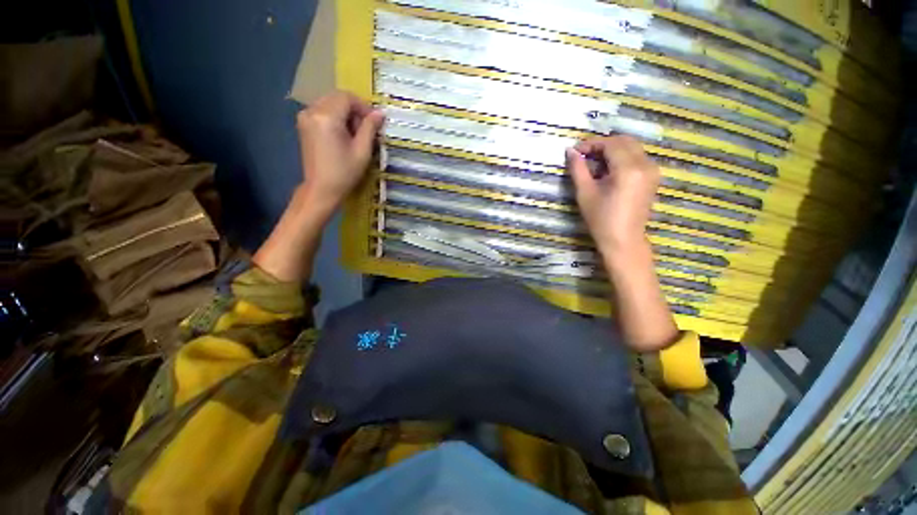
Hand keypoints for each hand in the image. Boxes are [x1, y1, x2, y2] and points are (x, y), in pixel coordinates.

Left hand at [296, 90, 385, 209]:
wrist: (321, 189)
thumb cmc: (344, 173)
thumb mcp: (362, 151)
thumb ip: (370, 128)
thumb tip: (380, 113)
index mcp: (327, 117)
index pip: (347, 97)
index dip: (363, 107)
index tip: (374, 123)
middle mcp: (312, 111)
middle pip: (337, 98)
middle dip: (354, 110)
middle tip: (365, 131)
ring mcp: (305, 117)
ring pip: (330, 103)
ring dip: (345, 114)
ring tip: (355, 135)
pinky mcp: (303, 124)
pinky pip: (322, 111)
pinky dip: (335, 118)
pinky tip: (342, 136)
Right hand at [566, 135, 659, 253]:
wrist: (623, 240)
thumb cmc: (601, 219)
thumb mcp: (585, 193)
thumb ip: (578, 169)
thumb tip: (570, 151)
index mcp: (629, 169)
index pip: (611, 144)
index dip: (591, 144)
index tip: (575, 151)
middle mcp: (645, 164)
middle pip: (624, 141)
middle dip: (602, 145)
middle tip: (584, 156)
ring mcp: (653, 170)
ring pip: (632, 148)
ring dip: (612, 150)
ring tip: (594, 163)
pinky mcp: (653, 177)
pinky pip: (638, 157)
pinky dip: (622, 157)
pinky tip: (608, 170)